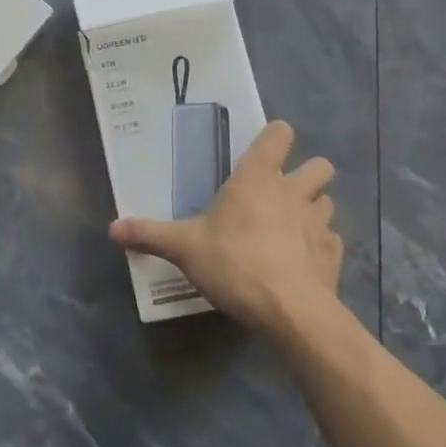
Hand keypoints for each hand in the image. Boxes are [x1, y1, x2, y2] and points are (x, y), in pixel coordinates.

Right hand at [110, 121, 341, 340]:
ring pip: (328, 201)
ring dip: (315, 208)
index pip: (279, 135)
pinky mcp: (333, 256)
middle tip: (282, 191)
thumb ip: (150, 234)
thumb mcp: (184, 248)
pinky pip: (332, 241)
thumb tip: (112, 228)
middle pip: (320, 165)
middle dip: (307, 172)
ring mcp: (319, 224)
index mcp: (257, 179)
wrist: (290, 311)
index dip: (275, 137)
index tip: (264, 149)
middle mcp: (293, 192)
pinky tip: (303, 261)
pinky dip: (321, 246)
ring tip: (293, 226)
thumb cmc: (235, 263)